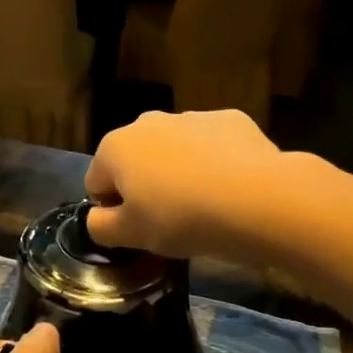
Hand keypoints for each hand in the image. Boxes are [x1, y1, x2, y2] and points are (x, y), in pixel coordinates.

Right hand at [84, 110, 282, 259]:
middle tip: (169, 218)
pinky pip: (212, 145)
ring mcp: (191, 116)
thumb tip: (98, 217)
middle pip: (136, 160)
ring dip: (179, 172)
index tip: (137, 229)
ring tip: (204, 204)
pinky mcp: (230, 119)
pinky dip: (215, 162)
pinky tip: (231, 187)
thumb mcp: (131, 236)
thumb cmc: (181, 218)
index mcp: (115, 148)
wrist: (257, 198)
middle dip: (145, 184)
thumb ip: (101, 227)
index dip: (113, 209)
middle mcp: (147, 122)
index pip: (96, 182)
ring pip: (174, 149)